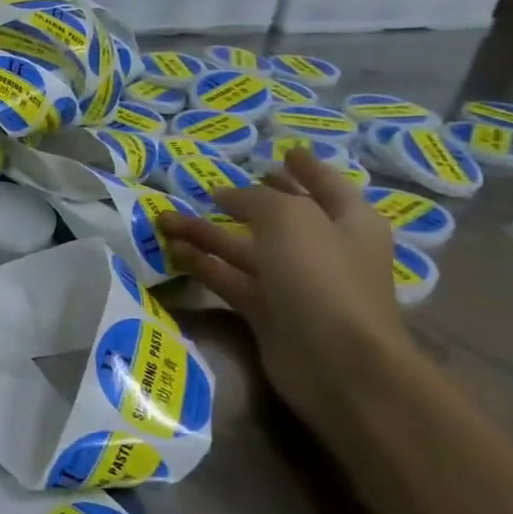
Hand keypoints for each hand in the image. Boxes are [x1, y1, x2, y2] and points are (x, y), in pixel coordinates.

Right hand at [157, 149, 415, 453]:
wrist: (337, 362)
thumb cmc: (322, 277)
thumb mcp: (290, 219)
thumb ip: (255, 199)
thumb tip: (224, 195)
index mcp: (347, 222)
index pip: (326, 184)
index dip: (304, 167)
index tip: (282, 151)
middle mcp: (323, 249)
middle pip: (278, 218)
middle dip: (243, 201)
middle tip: (208, 188)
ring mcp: (294, 284)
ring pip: (243, 249)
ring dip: (206, 233)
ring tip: (164, 218)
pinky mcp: (267, 313)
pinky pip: (229, 279)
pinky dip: (203, 264)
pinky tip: (173, 250)